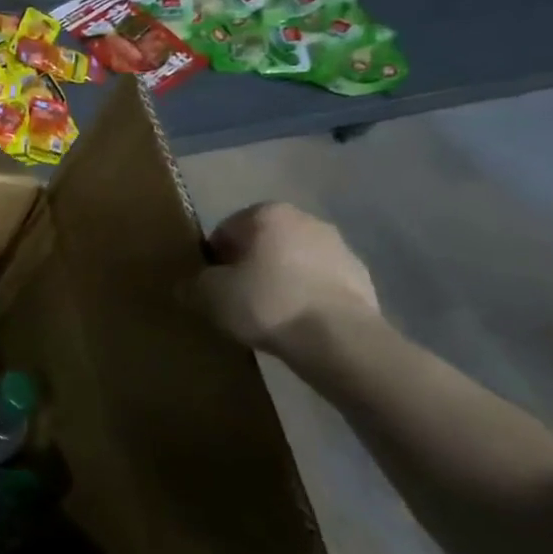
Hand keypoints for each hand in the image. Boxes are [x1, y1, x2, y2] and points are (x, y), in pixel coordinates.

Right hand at [189, 202, 379, 355]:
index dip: (215, 259)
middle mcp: (307, 221)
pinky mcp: (364, 281)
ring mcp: (341, 250)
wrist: (339, 340)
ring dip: (280, 282)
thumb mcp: (209, 295)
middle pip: (263, 244)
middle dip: (249, 267)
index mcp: (268, 214)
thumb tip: (189, 287)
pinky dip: (306, 299)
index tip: (213, 286)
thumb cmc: (266, 302)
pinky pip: (320, 286)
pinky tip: (296, 324)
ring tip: (268, 316)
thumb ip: (193, 285)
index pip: (226, 231)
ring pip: (294, 264)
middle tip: (237, 299)